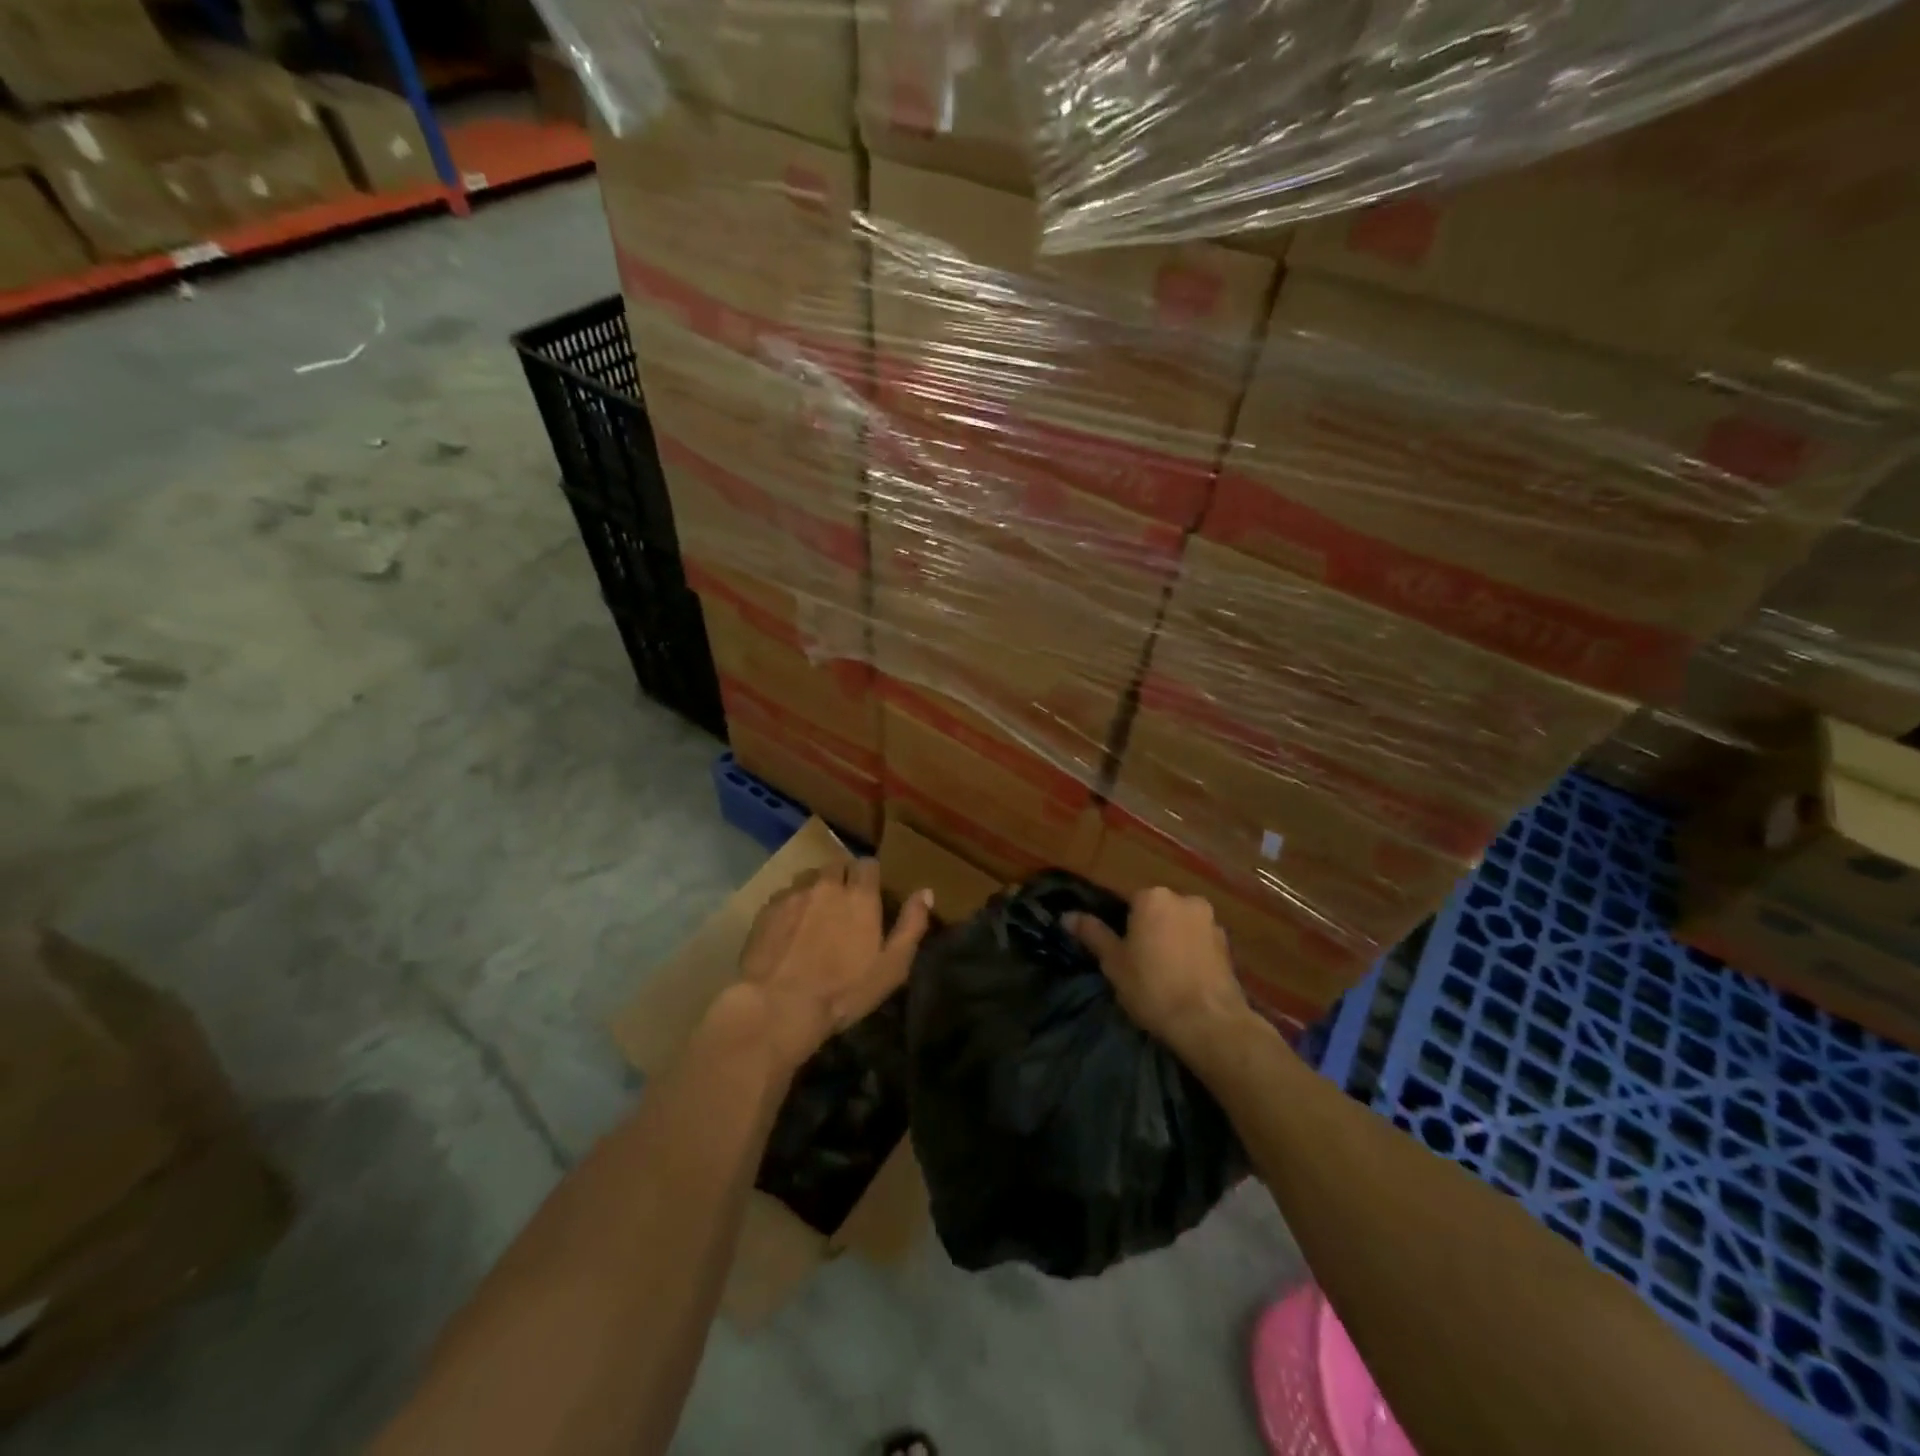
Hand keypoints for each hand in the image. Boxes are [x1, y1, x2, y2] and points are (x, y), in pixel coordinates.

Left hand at [735, 859, 932, 1071]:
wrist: (779, 1006)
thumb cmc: (843, 991)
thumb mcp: (891, 967)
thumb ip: (911, 926)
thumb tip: (926, 892)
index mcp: (860, 895)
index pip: (868, 864)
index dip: (870, 875)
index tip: (871, 890)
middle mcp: (827, 885)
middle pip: (837, 864)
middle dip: (842, 877)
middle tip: (843, 901)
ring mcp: (793, 894)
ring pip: (808, 877)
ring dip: (815, 887)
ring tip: (815, 911)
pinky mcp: (767, 909)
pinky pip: (784, 895)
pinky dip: (791, 904)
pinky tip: (790, 926)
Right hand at [1067, 888, 1248, 1052]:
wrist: (1210, 1023)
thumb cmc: (1153, 987)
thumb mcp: (1113, 963)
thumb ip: (1092, 934)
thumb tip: (1066, 916)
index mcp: (1153, 897)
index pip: (1129, 903)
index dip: (1122, 928)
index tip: (1120, 952)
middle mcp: (1184, 899)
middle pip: (1158, 911)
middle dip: (1150, 930)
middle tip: (1140, 964)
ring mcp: (1211, 921)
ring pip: (1181, 926)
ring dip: (1173, 940)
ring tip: (1165, 974)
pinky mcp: (1228, 946)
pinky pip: (1200, 943)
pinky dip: (1192, 954)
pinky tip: (1186, 980)